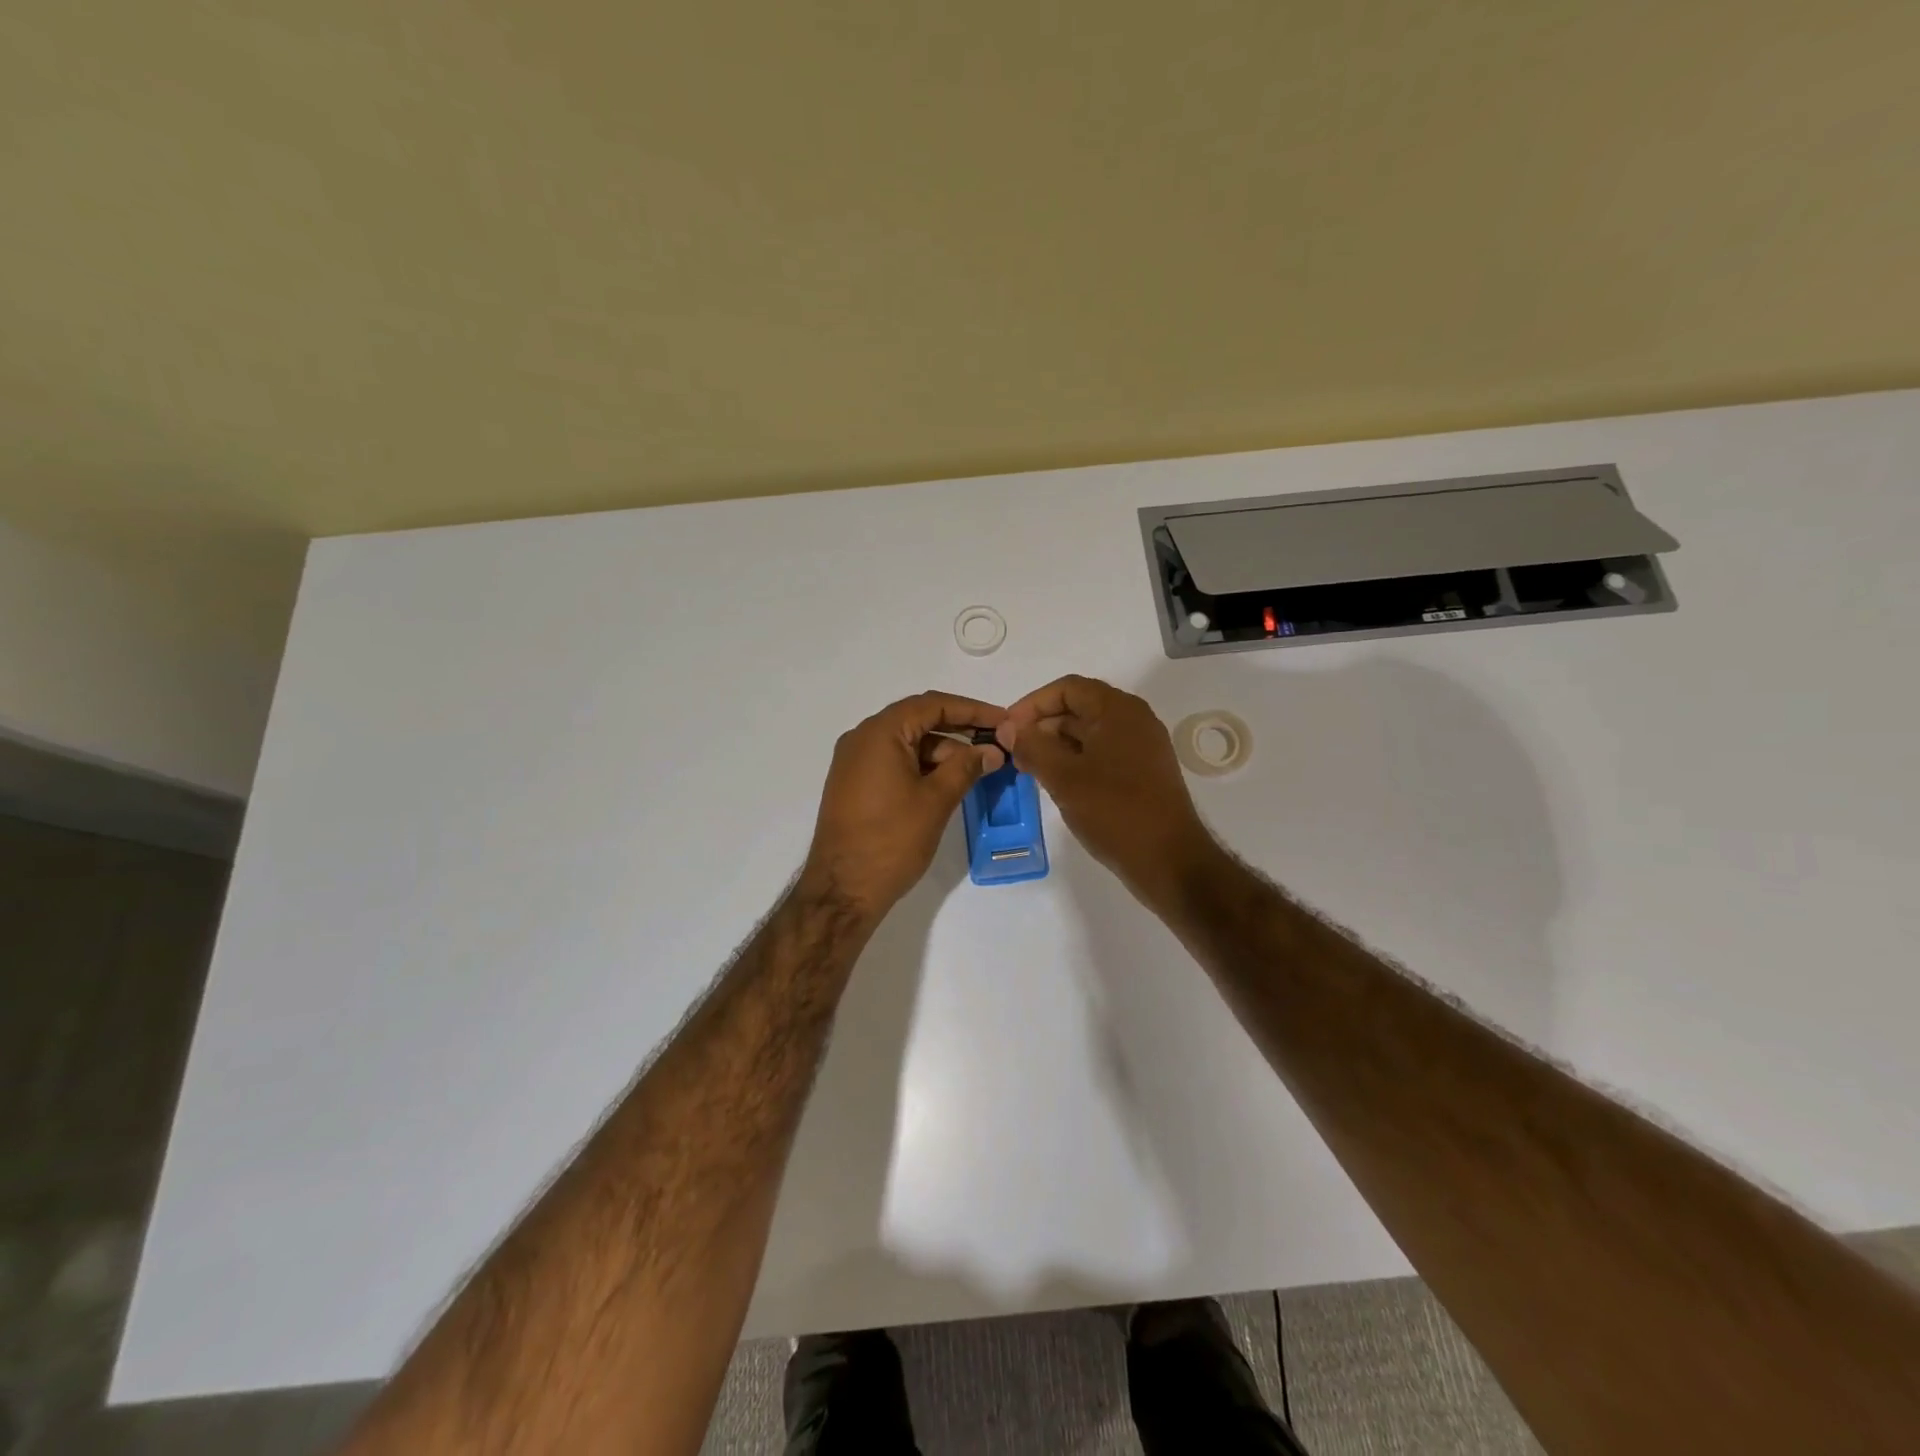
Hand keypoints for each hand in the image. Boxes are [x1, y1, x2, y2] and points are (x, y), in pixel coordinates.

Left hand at [802, 692, 1005, 918]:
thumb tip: (992, 751)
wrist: (842, 891)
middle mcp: (862, 739)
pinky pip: (894, 762)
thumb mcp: (935, 801)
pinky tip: (949, 782)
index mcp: (879, 733)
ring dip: (942, 752)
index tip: (1003, 721)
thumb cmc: (891, 841)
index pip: (932, 704)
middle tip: (996, 744)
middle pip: (918, 720)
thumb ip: (966, 768)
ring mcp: (854, 763)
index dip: (972, 710)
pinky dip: (922, 767)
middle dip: (960, 730)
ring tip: (979, 769)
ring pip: (907, 743)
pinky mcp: (854, 785)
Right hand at [998, 675, 1218, 906]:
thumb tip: (1008, 728)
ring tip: (1030, 769)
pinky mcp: (1144, 772)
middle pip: (1079, 707)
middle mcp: (1134, 720)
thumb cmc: (1114, 812)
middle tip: (1014, 752)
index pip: (1067, 688)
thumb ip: (1032, 747)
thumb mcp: (1064, 778)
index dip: (1032, 704)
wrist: (1169, 861)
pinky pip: (1103, 753)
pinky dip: (1076, 760)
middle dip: (1043, 725)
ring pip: (1090, 733)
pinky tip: (1057, 783)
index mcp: (1119, 710)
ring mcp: (1142, 747)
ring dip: (1057, 745)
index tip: (1008, 729)